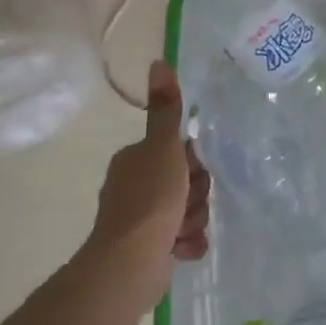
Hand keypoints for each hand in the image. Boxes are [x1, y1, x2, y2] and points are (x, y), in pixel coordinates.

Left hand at [86, 61, 209, 311]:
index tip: (192, 173)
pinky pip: (183, 238)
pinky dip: (187, 243)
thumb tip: (158, 61)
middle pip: (186, 182)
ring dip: (193, 220)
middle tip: (187, 204)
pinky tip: (182, 249)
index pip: (179, 151)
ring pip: (188, 210)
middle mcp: (135, 186)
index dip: (193, 163)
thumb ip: (166, 110)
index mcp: (135, 160)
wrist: (130, 262)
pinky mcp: (149, 248)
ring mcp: (141, 219)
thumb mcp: (164, 148)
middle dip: (195, 195)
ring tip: (182, 230)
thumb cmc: (150, 200)